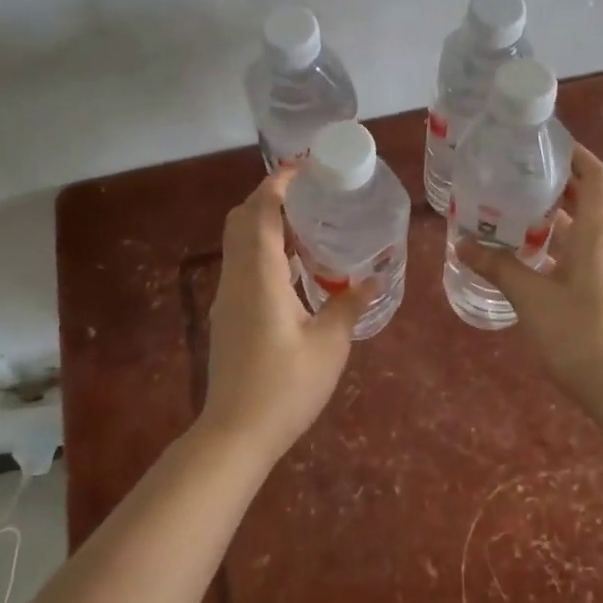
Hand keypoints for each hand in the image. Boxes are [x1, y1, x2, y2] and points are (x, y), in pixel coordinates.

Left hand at [201, 168, 368, 462]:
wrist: (235, 434)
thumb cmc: (285, 387)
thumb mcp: (328, 345)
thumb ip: (349, 305)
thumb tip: (374, 278)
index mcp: (259, 275)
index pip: (260, 211)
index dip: (279, 182)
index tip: (307, 168)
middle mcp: (237, 277)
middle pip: (242, 219)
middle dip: (271, 197)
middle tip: (311, 195)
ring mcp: (228, 296)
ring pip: (239, 241)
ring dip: (267, 223)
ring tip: (310, 224)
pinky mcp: (228, 314)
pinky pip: (242, 263)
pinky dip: (264, 249)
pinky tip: (296, 267)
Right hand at [460, 145, 602, 406]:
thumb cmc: (578, 334)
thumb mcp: (530, 297)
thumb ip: (497, 266)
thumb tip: (462, 244)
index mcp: (601, 232)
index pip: (596, 176)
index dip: (575, 155)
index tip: (544, 146)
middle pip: (590, 199)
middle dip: (557, 186)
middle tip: (516, 178)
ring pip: (589, 228)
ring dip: (557, 217)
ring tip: (516, 213)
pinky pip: (590, 250)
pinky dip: (565, 243)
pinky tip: (533, 256)